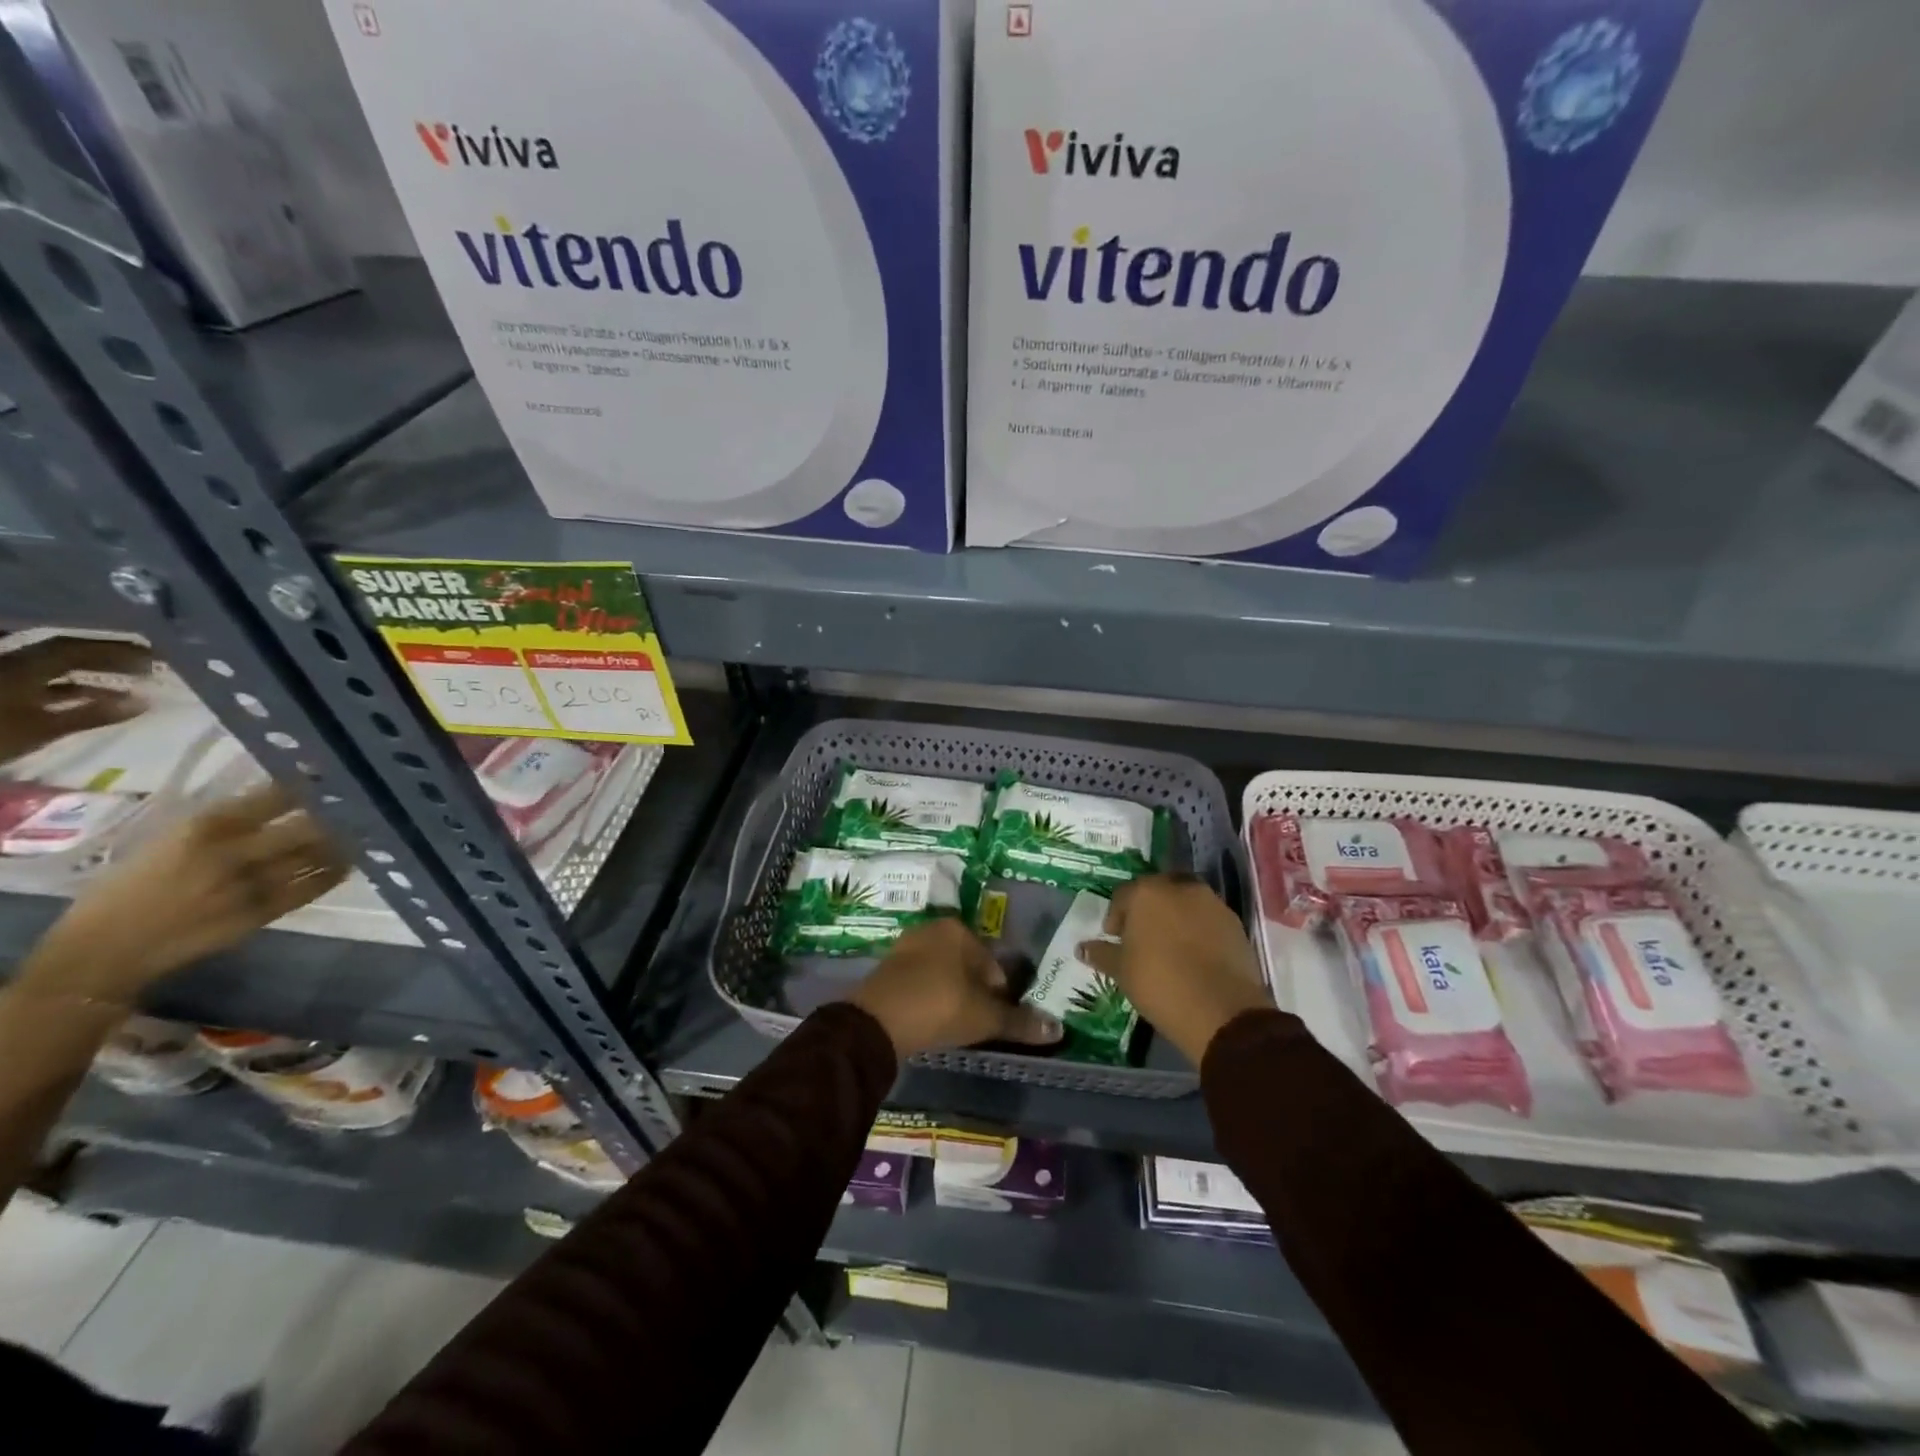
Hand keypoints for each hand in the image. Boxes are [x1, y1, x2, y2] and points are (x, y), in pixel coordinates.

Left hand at [0, 637, 152, 762]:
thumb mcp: (43, 728)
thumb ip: (93, 714)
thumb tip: (145, 702)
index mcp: (24, 667)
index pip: (76, 648)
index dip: (116, 650)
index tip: (154, 656)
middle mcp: (12, 664)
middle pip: (64, 653)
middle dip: (106, 658)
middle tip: (145, 666)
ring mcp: (4, 678)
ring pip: (52, 668)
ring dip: (91, 672)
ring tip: (125, 683)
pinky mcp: (2, 693)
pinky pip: (41, 682)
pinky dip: (70, 687)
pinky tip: (92, 698)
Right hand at [25, 783, 348, 1004]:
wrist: (103, 952)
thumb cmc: (126, 890)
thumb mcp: (166, 841)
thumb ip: (219, 822)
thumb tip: (270, 798)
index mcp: (204, 828)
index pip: (274, 796)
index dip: (308, 786)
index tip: (329, 777)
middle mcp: (235, 852)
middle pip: (308, 826)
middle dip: (335, 815)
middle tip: (354, 806)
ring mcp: (252, 884)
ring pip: (316, 855)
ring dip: (341, 842)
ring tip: (361, 830)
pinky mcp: (262, 913)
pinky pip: (312, 887)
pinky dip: (333, 872)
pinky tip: (346, 863)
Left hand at [849, 917, 1063, 1059]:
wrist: (877, 1022)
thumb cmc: (940, 1007)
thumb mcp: (985, 1017)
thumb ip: (1020, 1022)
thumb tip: (1058, 1029)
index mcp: (959, 930)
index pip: (993, 965)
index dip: (999, 995)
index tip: (993, 1020)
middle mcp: (932, 929)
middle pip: (967, 966)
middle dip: (974, 993)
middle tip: (974, 1024)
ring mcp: (906, 946)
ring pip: (943, 973)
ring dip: (951, 995)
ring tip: (952, 1025)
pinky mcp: (887, 967)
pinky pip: (920, 981)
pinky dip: (928, 998)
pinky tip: (928, 1021)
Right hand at [1077, 874, 1269, 1065]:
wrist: (1220, 1009)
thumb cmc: (1159, 983)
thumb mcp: (1121, 971)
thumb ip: (1101, 954)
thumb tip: (1082, 948)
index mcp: (1146, 892)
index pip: (1123, 896)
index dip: (1116, 918)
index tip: (1115, 939)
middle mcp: (1179, 887)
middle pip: (1157, 892)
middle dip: (1147, 911)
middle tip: (1142, 939)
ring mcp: (1211, 902)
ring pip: (1185, 902)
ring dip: (1175, 918)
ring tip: (1170, 947)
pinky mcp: (1235, 922)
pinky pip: (1208, 919)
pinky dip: (1199, 930)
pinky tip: (1195, 956)